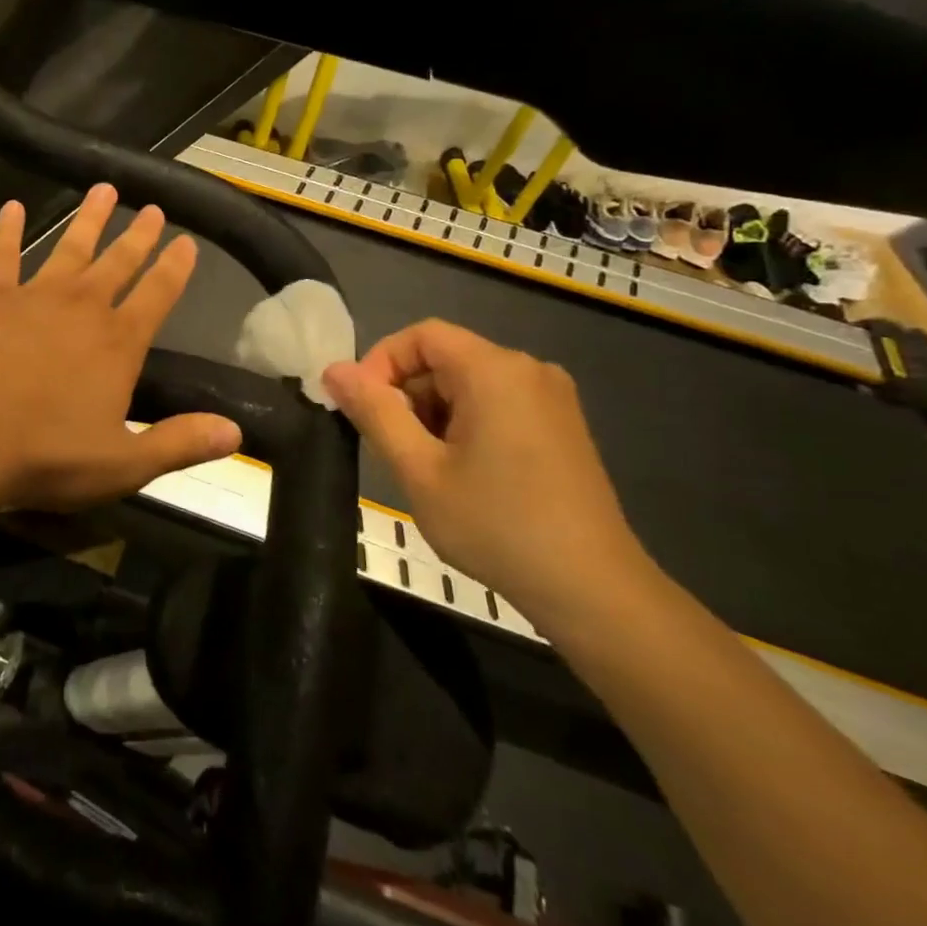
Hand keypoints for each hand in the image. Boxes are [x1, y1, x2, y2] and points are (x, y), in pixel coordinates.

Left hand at [0, 185, 241, 511]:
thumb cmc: (44, 455)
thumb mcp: (123, 463)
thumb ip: (179, 444)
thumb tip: (236, 433)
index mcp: (118, 345)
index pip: (158, 296)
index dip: (175, 268)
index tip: (187, 242)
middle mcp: (82, 310)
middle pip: (118, 263)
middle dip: (137, 236)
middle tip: (151, 208)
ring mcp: (34, 298)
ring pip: (69, 248)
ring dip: (88, 219)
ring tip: (103, 189)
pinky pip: (1, 256)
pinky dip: (8, 230)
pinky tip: (12, 206)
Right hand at [322, 320, 656, 631]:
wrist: (592, 590)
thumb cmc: (496, 525)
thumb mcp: (419, 470)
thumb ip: (374, 413)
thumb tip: (334, 370)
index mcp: (495, 370)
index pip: (421, 336)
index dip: (380, 363)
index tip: (362, 410)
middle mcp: (528, 370)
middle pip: (446, 359)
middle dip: (407, 396)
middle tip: (391, 450)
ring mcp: (552, 398)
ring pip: (469, 384)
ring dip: (433, 415)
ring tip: (426, 470)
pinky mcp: (562, 426)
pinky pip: (497, 404)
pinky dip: (465, 425)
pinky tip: (463, 474)